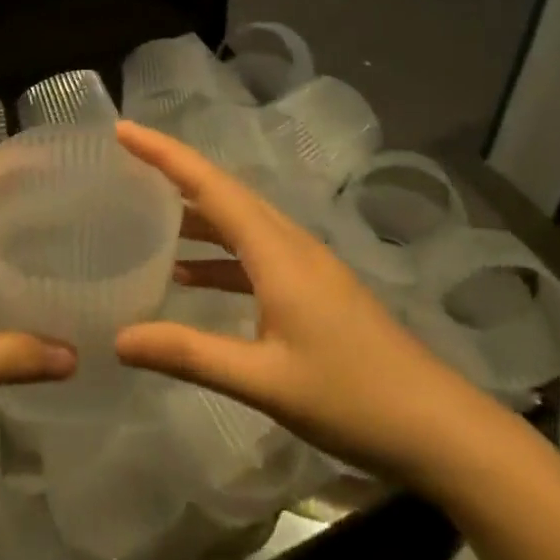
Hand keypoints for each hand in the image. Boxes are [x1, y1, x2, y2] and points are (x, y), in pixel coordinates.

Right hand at [115, 122, 496, 483]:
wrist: (439, 428)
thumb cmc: (353, 398)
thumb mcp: (264, 381)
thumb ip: (189, 354)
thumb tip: (119, 338)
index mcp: (277, 251)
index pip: (210, 185)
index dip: (164, 154)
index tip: (123, 130)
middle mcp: (290, 244)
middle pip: (224, 193)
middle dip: (173, 173)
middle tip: (124, 163)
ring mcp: (305, 266)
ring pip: (239, 223)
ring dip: (195, 214)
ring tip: (144, 214)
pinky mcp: (313, 290)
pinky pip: (253, 255)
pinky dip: (217, 256)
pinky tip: (189, 277)